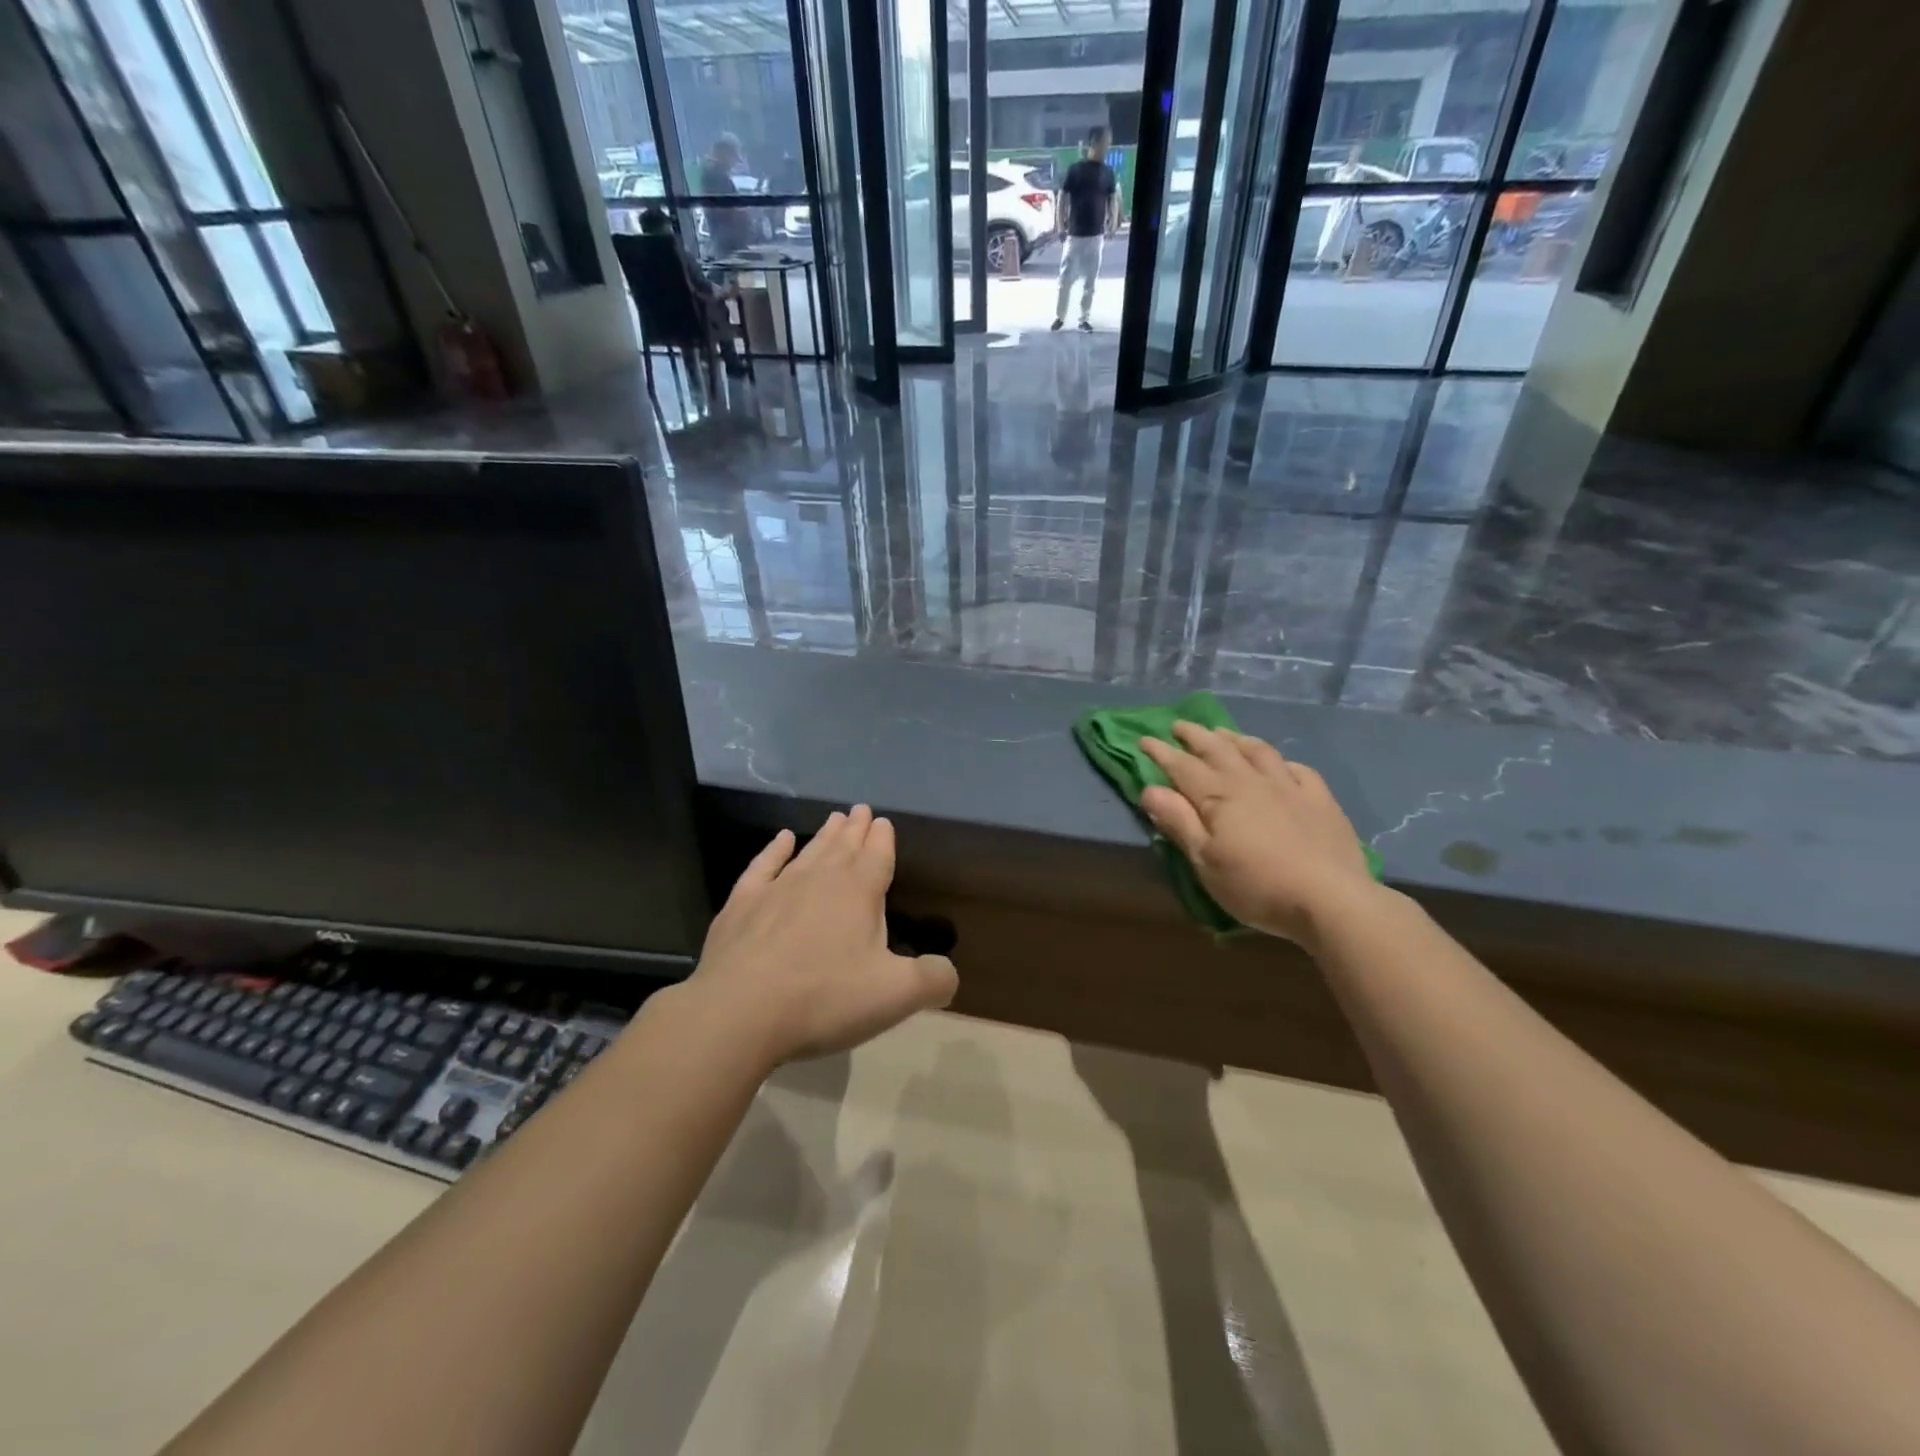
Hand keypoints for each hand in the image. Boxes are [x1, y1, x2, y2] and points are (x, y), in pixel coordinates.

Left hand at [687, 806, 957, 1063]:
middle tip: (861, 809)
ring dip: (825, 835)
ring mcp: (777, 888)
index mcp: (859, 892)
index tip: (883, 821)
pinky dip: (775, 849)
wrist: (739, 1011)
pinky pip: (763, 865)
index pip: (877, 855)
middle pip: (844, 846)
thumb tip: (948, 972)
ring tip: (835, 818)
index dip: (883, 838)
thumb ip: (932, 979)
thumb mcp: (895, 996)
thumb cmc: (825, 998)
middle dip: (856, 829)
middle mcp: (820, 879)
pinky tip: (783, 839)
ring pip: (809, 852)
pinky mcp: (742, 904)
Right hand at [1140, 723, 1379, 947]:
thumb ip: (1178, 822)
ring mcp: (1288, 786)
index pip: (1182, 766)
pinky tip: (1279, 764)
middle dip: (1195, 736)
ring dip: (1235, 739)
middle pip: (1217, 749)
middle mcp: (1250, 781)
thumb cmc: (1256, 884)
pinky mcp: (1320, 800)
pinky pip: (1298, 769)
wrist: (1330, 898)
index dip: (1161, 752)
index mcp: (1218, 796)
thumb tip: (1150, 789)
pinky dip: (1281, 761)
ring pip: (1257, 751)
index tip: (1144, 739)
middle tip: (1179, 725)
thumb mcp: (1205, 861)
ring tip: (1222, 733)